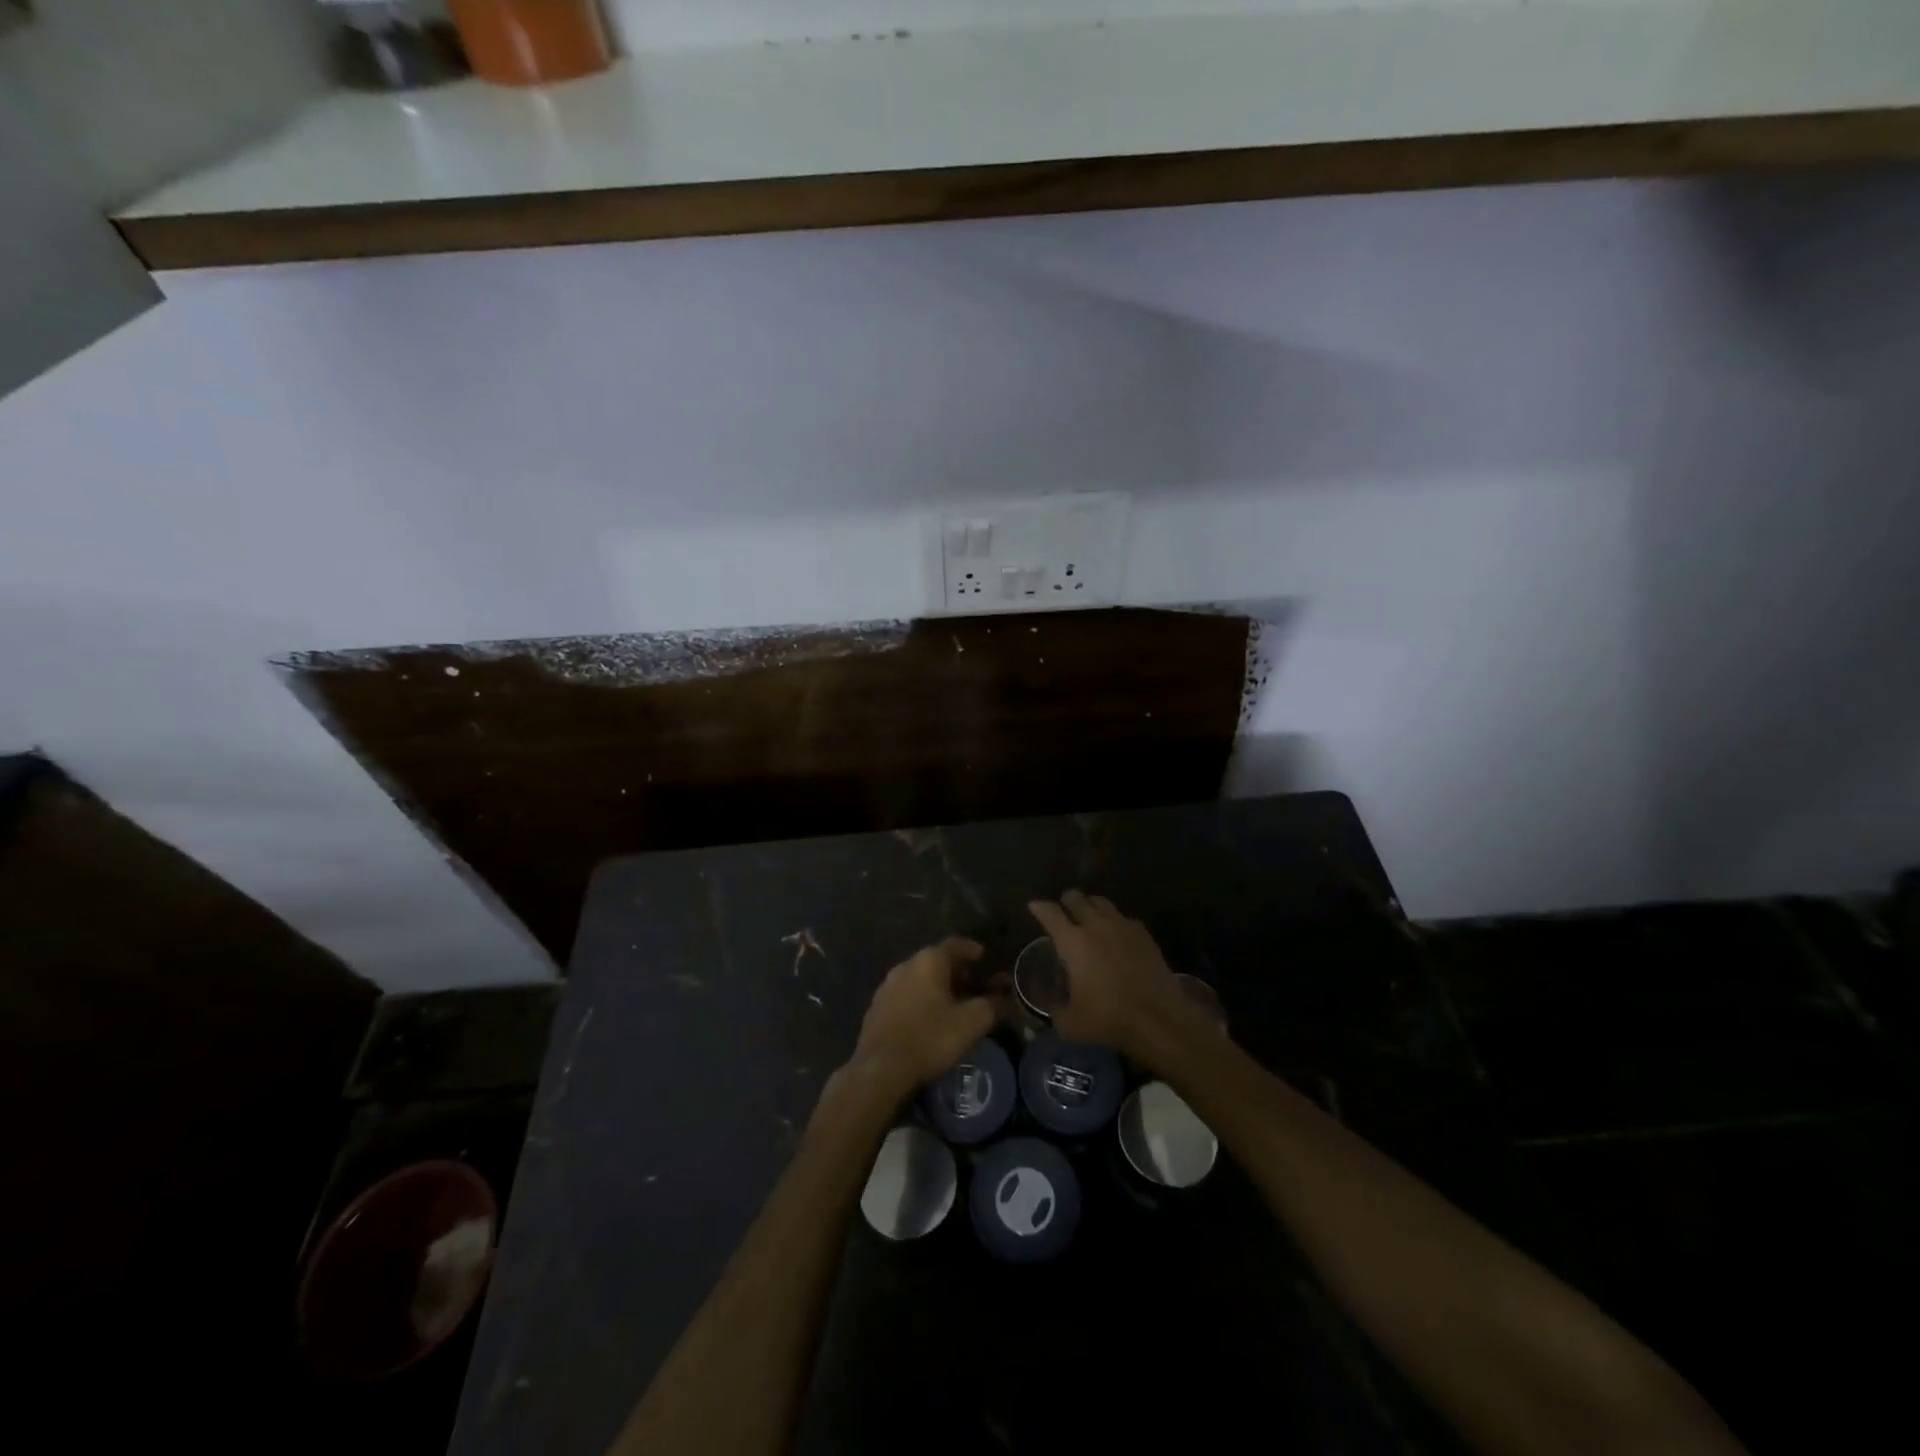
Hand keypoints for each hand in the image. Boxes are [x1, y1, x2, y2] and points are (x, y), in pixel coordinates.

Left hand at [847, 937, 996, 1099]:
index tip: (985, 958)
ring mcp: (887, 986)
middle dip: (957, 971)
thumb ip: (993, 1005)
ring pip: (919, 979)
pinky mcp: (876, 1008)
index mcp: (928, 961)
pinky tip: (928, 1019)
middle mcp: (905, 965)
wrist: (881, 1069)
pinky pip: (906, 995)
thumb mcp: (972, 1022)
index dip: (973, 950)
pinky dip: (921, 1000)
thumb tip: (1005, 997)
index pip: (955, 944)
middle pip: (936, 961)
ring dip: (937, 987)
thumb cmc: (931, 1038)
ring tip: (953, 1003)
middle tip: (974, 985)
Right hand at [1027, 892, 1201, 1061]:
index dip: (1039, 907)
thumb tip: (1052, 1004)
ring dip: (1090, 906)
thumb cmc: (1108, 1018)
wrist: (1158, 1017)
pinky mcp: (1143, 933)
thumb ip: (1055, 1009)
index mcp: (1072, 941)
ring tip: (1088, 917)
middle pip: (1076, 898)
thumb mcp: (1070, 1023)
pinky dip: (1114, 921)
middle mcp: (1095, 925)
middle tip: (1063, 912)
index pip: (1050, 913)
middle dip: (1066, 901)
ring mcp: (1122, 926)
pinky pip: (1123, 917)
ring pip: (1101, 902)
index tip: (1034, 906)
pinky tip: (1116, 934)